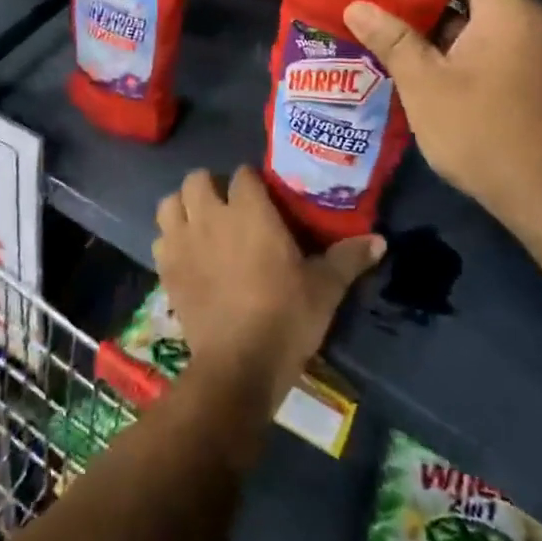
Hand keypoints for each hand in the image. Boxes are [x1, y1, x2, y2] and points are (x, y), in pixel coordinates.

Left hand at [154, 167, 382, 407]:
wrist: (239, 365)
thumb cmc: (286, 317)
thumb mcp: (324, 288)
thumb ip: (348, 258)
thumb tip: (381, 241)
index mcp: (249, 210)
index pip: (243, 175)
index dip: (252, 184)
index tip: (263, 200)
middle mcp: (211, 215)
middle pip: (198, 179)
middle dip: (210, 187)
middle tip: (228, 209)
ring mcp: (183, 241)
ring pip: (169, 203)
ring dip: (183, 208)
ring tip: (200, 225)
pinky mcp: (166, 268)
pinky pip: (160, 239)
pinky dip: (170, 241)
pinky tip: (187, 257)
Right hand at [343, 0, 541, 239]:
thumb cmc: (482, 131)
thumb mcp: (426, 84)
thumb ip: (392, 38)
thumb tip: (357, 5)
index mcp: (507, 6)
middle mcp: (529, 13)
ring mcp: (535, 39)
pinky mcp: (533, 63)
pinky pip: (493, 22)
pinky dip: (461, 15)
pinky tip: (428, 24)